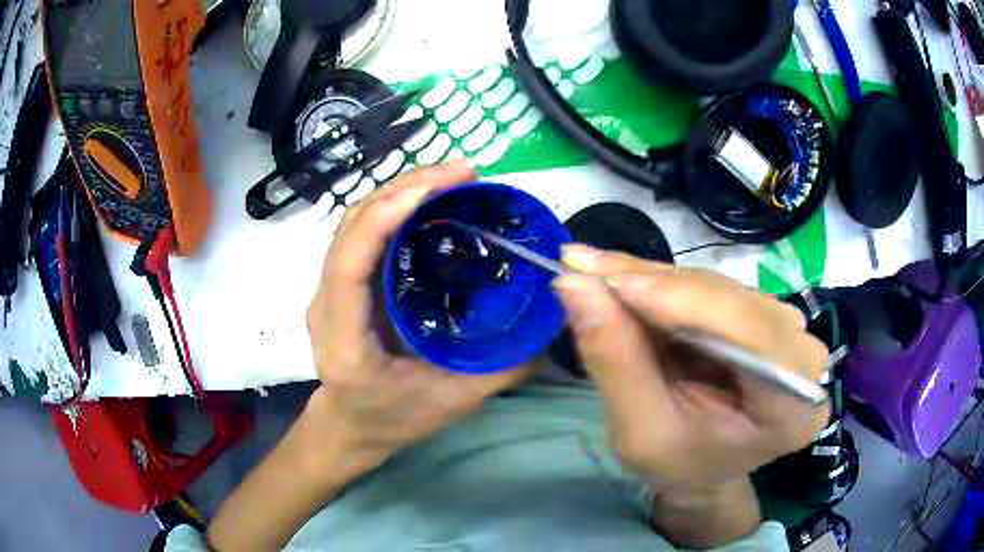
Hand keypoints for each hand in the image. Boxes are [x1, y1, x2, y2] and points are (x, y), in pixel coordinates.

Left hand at [304, 161, 532, 480]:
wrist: (351, 425)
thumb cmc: (393, 419)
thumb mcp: (452, 403)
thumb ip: (501, 369)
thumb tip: (550, 324)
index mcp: (345, 340)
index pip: (347, 266)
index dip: (383, 218)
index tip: (435, 188)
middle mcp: (326, 305)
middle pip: (350, 227)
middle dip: (403, 187)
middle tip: (462, 172)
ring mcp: (328, 289)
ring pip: (354, 220)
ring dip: (400, 189)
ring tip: (451, 178)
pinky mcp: (341, 281)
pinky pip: (363, 231)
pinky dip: (395, 206)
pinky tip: (430, 200)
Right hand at [552, 245, 829, 490]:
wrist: (704, 463)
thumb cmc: (679, 464)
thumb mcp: (639, 432)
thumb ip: (615, 361)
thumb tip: (575, 285)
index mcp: (792, 408)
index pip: (752, 334)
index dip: (683, 300)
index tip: (608, 278)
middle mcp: (803, 358)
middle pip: (732, 302)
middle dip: (654, 285)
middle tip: (584, 268)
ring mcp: (788, 330)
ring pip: (718, 286)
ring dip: (653, 280)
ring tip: (596, 274)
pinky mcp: (765, 314)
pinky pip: (713, 287)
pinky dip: (665, 285)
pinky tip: (625, 282)